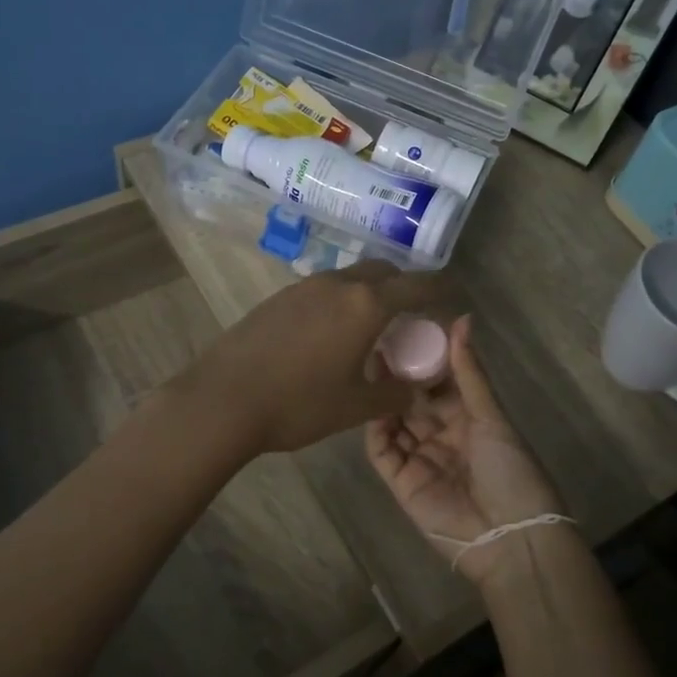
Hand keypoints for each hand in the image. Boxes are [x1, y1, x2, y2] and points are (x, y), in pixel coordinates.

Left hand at [174, 261, 445, 454]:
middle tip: (409, 314)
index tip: (452, 295)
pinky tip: (329, 335)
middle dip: (402, 285)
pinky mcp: (278, 298)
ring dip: (367, 293)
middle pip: (382, 271)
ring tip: (369, 327)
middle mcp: (338, 284)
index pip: (416, 285)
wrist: (223, 399)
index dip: (440, 289)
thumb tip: (416, 388)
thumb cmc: (299, 404)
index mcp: (366, 305)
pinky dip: (339, 302)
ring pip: (349, 278)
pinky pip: (322, 290)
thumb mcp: (356, 406)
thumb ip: (395, 393)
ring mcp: (303, 287)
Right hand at [364, 315, 565, 584]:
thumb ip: (469, 372)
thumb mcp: (491, 416)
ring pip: (393, 421)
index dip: (423, 359)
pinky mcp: (400, 482)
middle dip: (397, 376)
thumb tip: (463, 319)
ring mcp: (419, 458)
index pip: (439, 383)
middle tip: (377, 344)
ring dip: (382, 398)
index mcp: (468, 419)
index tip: (405, 330)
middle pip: (412, 400)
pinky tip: (368, 405)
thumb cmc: (510, 470)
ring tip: (367, 368)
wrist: (509, 536)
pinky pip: (381, 451)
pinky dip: (374, 429)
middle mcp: (441, 435)